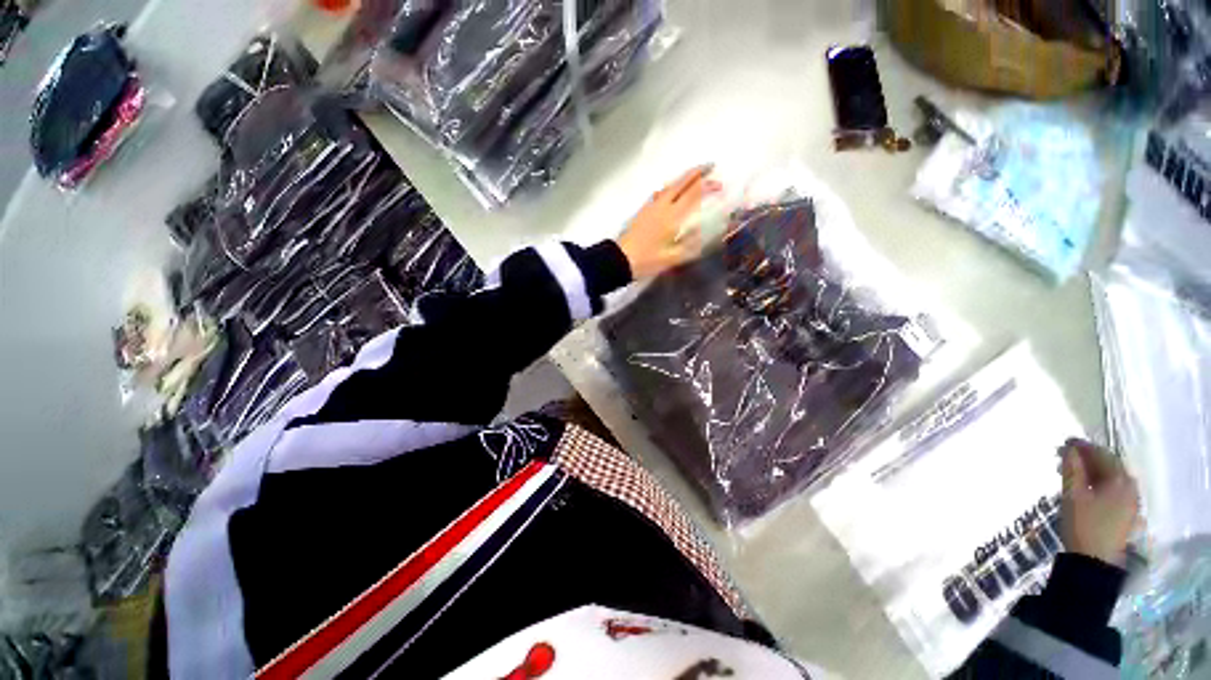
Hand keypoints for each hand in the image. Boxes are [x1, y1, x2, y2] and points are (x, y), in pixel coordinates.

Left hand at [617, 165, 720, 279]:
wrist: (620, 259)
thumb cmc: (647, 261)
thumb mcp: (672, 258)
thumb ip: (690, 246)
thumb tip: (704, 233)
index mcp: (672, 217)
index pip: (693, 195)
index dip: (708, 187)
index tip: (720, 186)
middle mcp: (662, 206)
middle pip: (681, 183)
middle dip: (696, 172)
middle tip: (710, 165)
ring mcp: (651, 207)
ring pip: (670, 185)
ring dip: (684, 178)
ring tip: (695, 175)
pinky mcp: (643, 211)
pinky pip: (661, 192)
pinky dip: (672, 186)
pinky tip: (673, 191)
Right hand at [1060, 439, 1140, 566]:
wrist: (1094, 562)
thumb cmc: (1083, 525)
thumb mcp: (1072, 495)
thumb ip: (1072, 469)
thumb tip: (1069, 448)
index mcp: (1120, 480)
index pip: (1102, 454)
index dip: (1083, 446)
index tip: (1064, 443)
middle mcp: (1131, 487)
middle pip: (1110, 465)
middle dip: (1088, 459)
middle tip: (1064, 457)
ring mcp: (1131, 502)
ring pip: (1111, 478)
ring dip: (1092, 471)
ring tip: (1071, 472)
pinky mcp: (1126, 513)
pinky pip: (1113, 490)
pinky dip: (1098, 483)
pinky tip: (1085, 488)